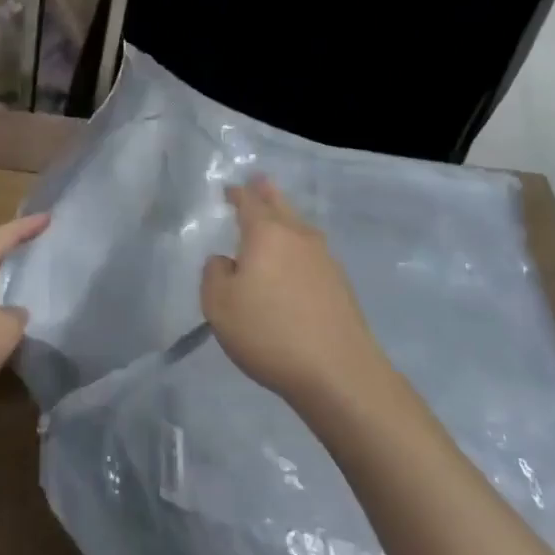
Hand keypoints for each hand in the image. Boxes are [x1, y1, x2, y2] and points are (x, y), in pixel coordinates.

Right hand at [201, 176, 385, 407]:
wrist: (338, 373)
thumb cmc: (269, 332)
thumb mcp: (219, 305)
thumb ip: (214, 275)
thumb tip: (226, 262)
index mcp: (266, 233)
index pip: (249, 202)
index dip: (238, 194)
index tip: (230, 190)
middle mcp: (298, 236)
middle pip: (281, 205)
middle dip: (267, 193)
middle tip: (259, 182)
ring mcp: (325, 260)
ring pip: (300, 227)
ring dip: (286, 219)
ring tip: (276, 220)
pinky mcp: (340, 286)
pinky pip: (312, 253)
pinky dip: (298, 249)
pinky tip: (294, 264)